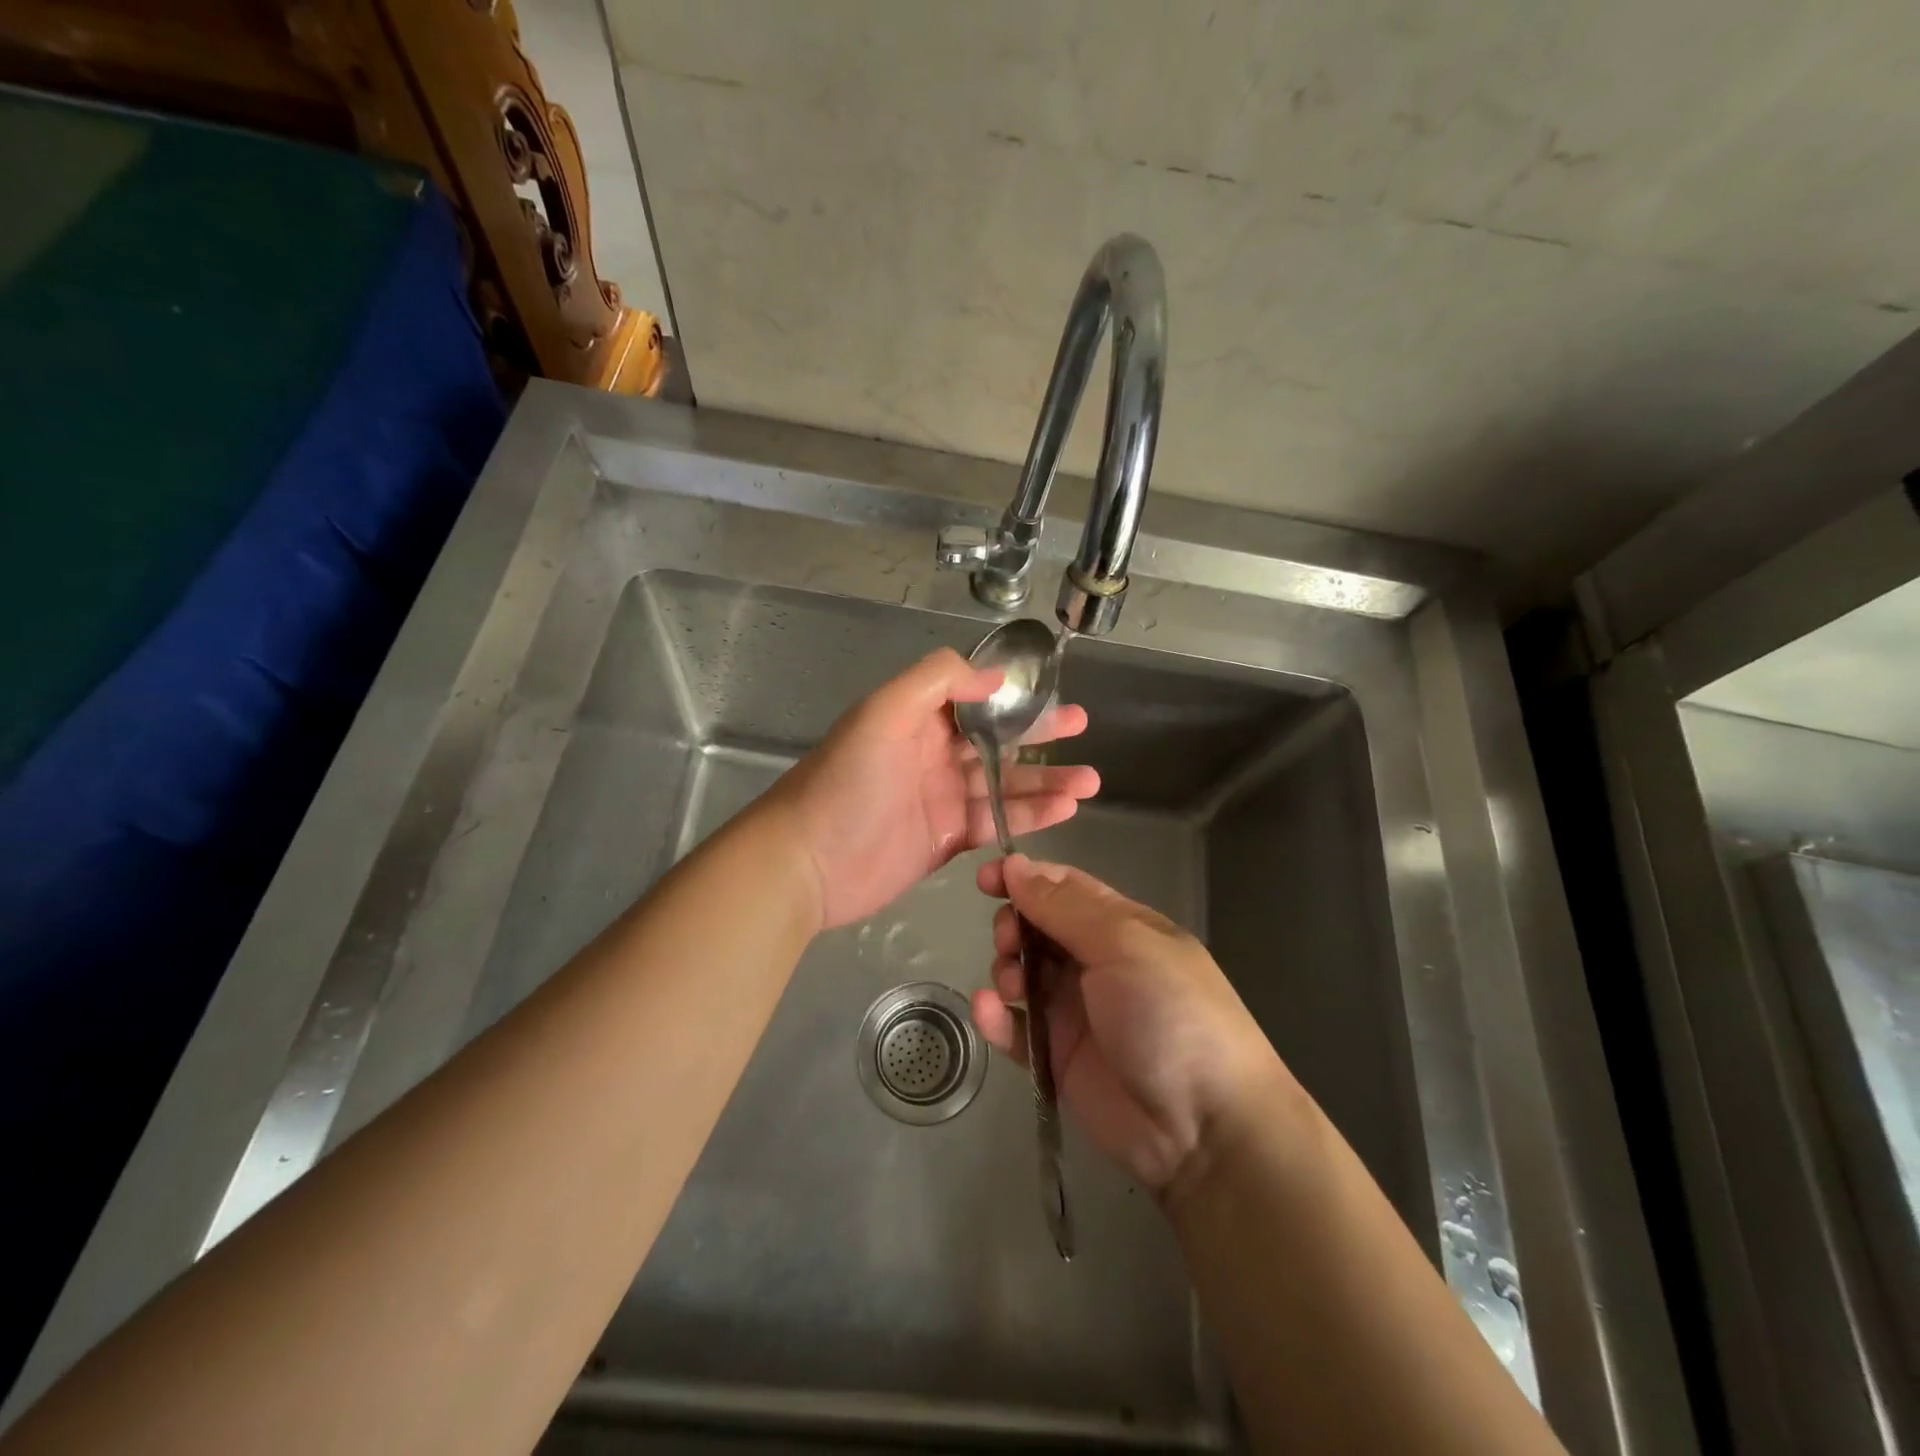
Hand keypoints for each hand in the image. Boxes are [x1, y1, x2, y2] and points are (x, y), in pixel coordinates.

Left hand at [765, 649, 1099, 929]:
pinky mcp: (946, 839)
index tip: (1052, 692)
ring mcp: (941, 798)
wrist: (807, 862)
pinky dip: (1029, 816)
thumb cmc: (846, 781)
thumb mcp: (883, 712)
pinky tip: (1063, 810)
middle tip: (1083, 730)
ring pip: (1004, 784)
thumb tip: (994, 677)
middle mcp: (932, 753)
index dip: (1014, 695)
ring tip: (1088, 782)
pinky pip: (996, 822)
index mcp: (917, 718)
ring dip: (1046, 781)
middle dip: (1041, 735)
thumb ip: (937, 681)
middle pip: (997, 740)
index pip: (975, 698)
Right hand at [971, 854, 1295, 1196]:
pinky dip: (996, 1017)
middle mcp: (1096, 963)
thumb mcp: (1124, 944)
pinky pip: (1016, 1028)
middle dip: (1014, 926)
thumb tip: (1016, 865)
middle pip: (1038, 929)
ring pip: (1022, 974)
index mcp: (1121, 927)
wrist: (1204, 1127)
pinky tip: (989, 1012)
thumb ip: (1064, 907)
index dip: (1025, 878)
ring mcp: (1076, 1012)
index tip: (985, 878)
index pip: (1065, 888)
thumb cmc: (1170, 1013)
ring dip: (1005, 970)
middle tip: (1009, 941)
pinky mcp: (1057, 1057)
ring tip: (1012, 986)